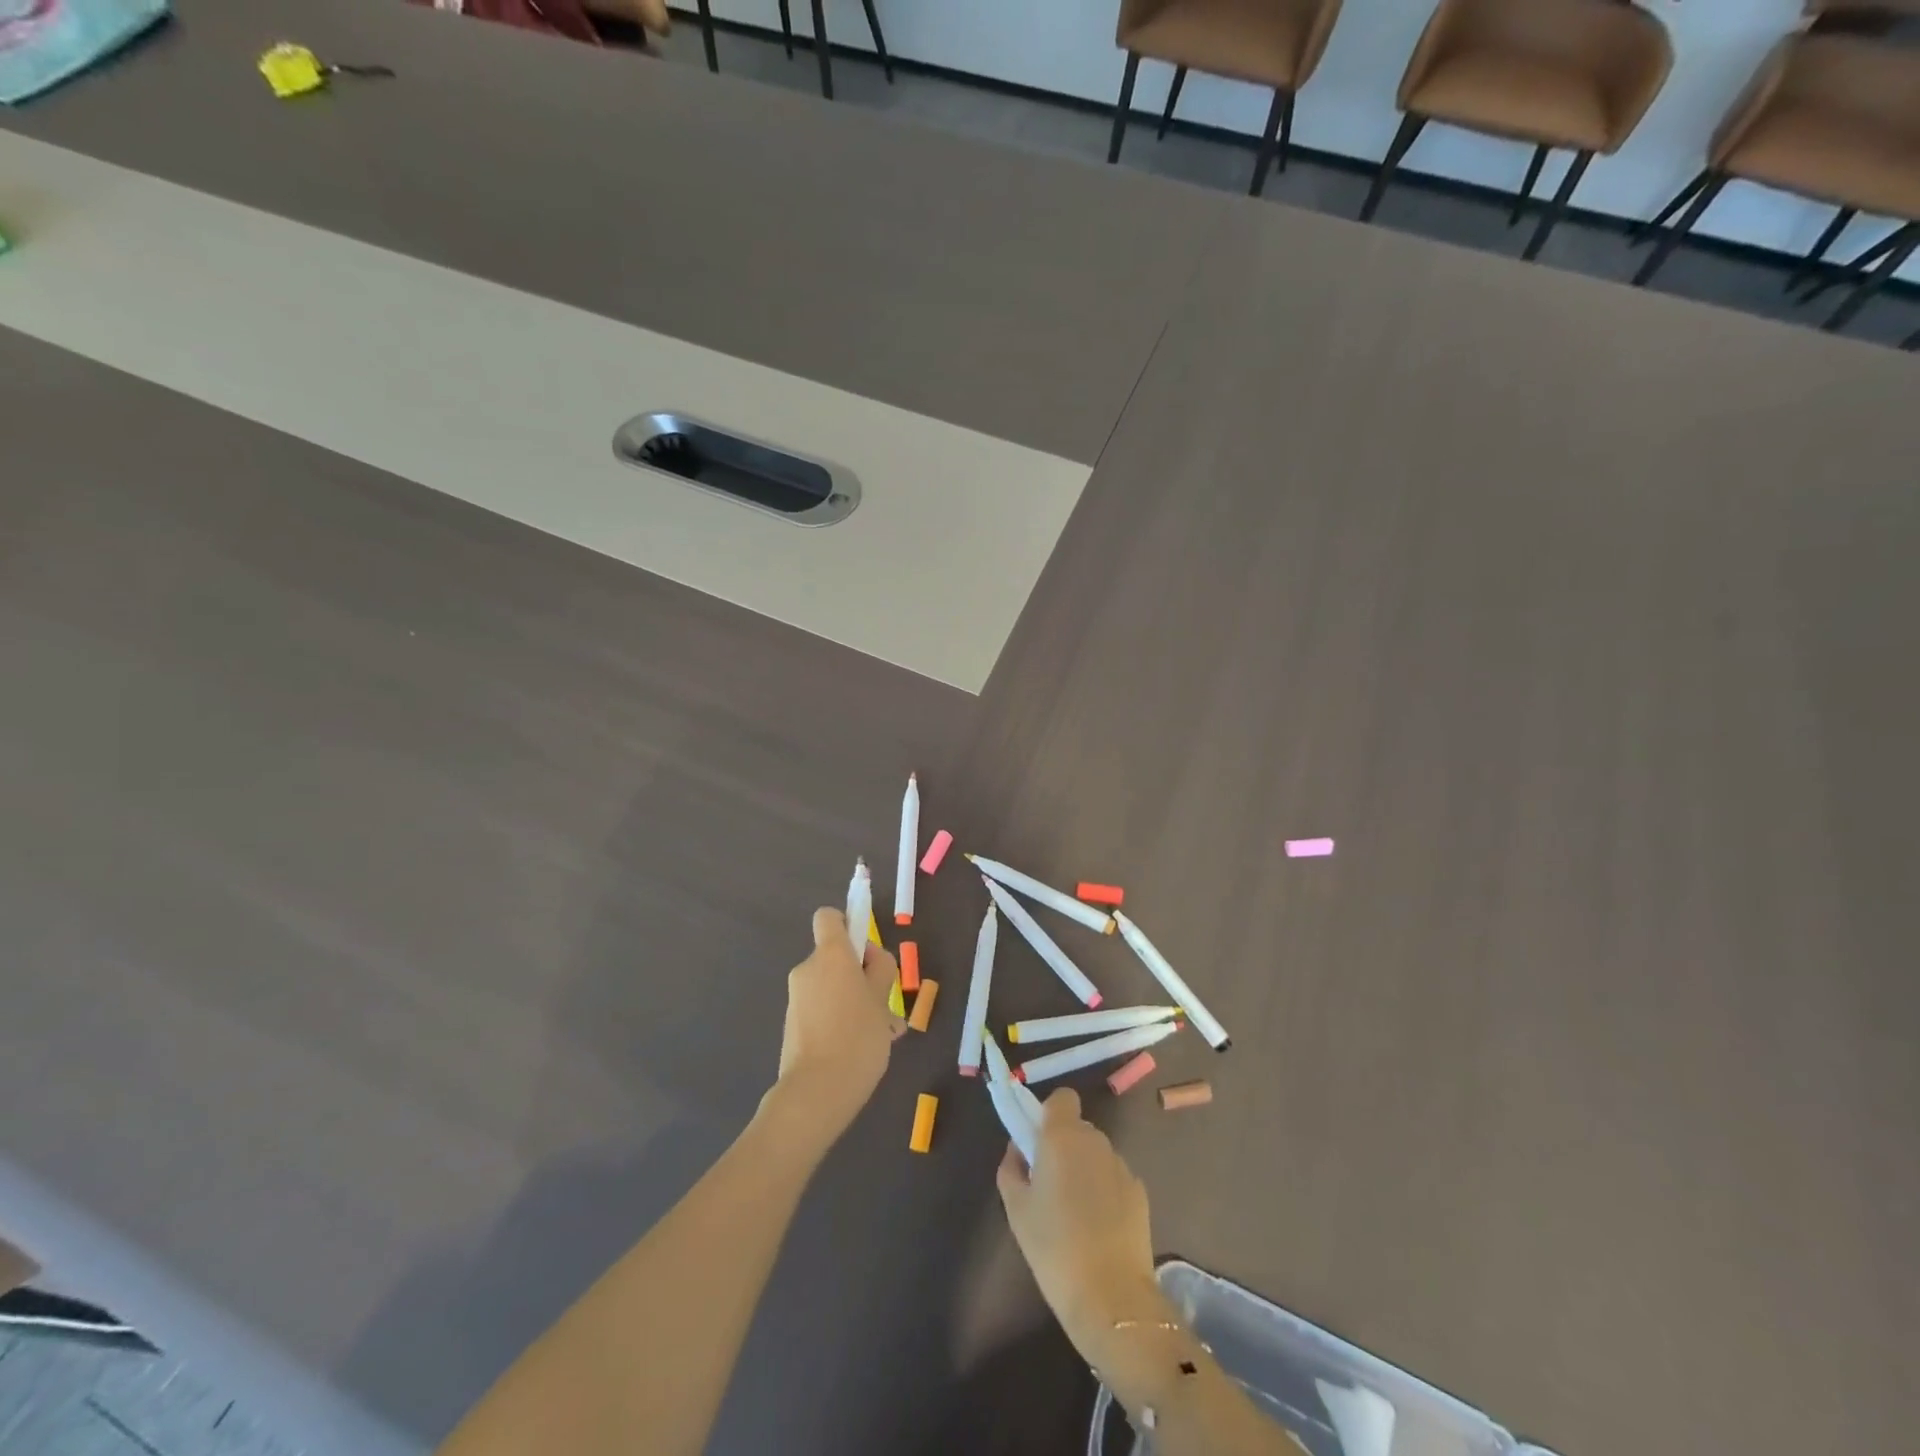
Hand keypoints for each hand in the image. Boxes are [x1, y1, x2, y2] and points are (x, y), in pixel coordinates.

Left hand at [767, 908, 902, 1149]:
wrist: (816, 1092)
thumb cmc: (858, 1036)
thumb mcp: (882, 998)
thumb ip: (880, 969)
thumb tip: (870, 959)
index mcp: (830, 954)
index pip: (829, 918)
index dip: (848, 925)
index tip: (867, 951)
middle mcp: (808, 969)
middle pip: (835, 957)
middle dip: (860, 974)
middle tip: (885, 1005)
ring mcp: (797, 998)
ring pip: (832, 987)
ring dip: (854, 1001)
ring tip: (880, 1034)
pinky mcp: (793, 1025)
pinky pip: (822, 1010)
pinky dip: (839, 1020)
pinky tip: (861, 1049)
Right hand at [996, 1089, 1165, 1354]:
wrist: (1110, 1297)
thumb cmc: (1053, 1247)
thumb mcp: (1016, 1208)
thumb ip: (1012, 1167)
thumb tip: (1019, 1149)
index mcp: (1062, 1136)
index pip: (1062, 1098)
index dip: (1050, 1114)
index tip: (1038, 1143)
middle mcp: (1095, 1140)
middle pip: (1078, 1128)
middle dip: (1064, 1146)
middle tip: (1050, 1184)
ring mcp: (1121, 1165)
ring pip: (1097, 1153)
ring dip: (1085, 1169)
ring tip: (1075, 1212)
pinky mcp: (1140, 1192)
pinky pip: (1114, 1178)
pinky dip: (1105, 1191)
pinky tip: (1098, 1227)